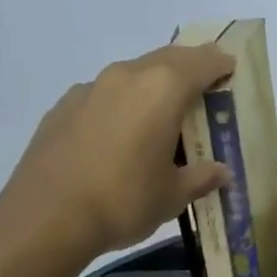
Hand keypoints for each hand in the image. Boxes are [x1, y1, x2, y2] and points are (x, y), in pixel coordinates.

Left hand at [3, 43, 236, 256]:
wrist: (46, 217)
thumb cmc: (123, 201)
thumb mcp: (172, 196)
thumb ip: (200, 177)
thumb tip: (220, 172)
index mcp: (162, 90)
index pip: (202, 62)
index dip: (220, 64)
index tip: (230, 69)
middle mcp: (127, 76)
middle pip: (167, 59)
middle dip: (188, 67)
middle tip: (202, 85)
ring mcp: (90, 88)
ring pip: (131, 74)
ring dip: (151, 84)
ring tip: (160, 112)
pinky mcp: (63, 106)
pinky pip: (102, 94)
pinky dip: (120, 103)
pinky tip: (118, 132)